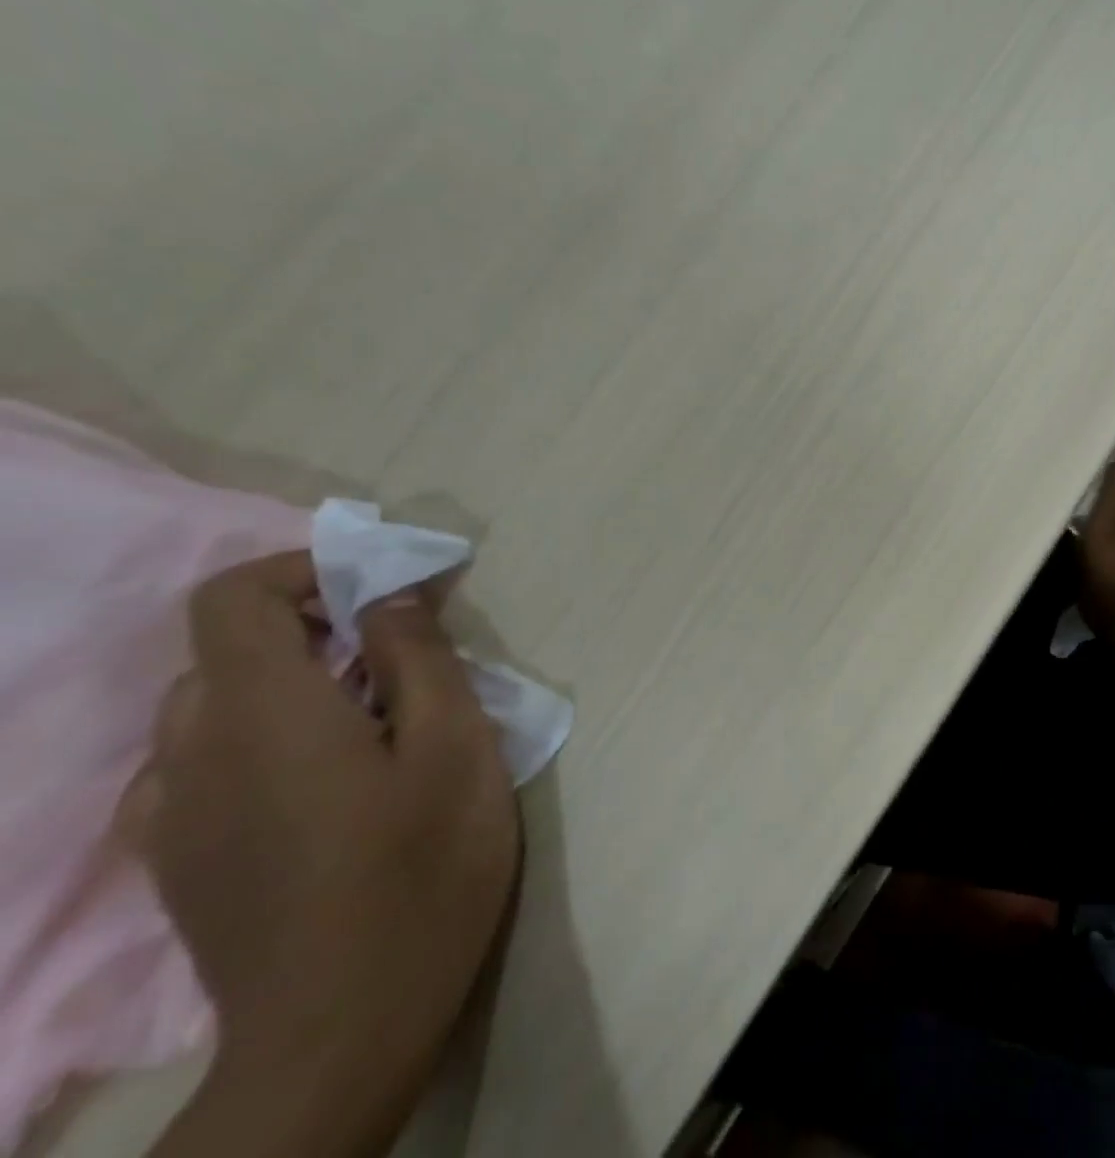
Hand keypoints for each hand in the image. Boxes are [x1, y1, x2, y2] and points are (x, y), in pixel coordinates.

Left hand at [123, 552, 518, 1157]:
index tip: (378, 589)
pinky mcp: (176, 860)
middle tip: (398, 658)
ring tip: (370, 719)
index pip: (231, 598)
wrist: (341, 1030)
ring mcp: (172, 814)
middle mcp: (192, 753)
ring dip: (288, 684)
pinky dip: (257, 738)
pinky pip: (198, 764)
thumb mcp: (456, 746)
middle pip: (225, 650)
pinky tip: (321, 779)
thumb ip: (419, 659)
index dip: (300, 570)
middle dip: (312, 629)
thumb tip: (390, 598)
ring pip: (210, 707)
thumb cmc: (421, 868)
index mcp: (262, 714)